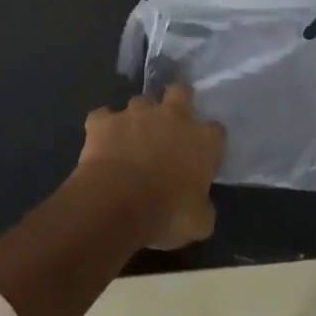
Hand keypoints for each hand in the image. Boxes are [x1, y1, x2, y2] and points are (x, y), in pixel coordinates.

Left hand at [76, 85, 225, 250]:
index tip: (202, 155)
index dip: (209, 141)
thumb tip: (200, 206)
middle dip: (177, 100)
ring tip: (131, 138)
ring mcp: (136, 114)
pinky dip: (102, 127)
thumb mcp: (198, 223)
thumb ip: (203, 207)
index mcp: (202, 141)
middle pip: (180, 92)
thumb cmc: (166, 213)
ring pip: (140, 102)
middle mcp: (172, 117)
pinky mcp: (104, 121)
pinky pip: (102, 117)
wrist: (117, 203)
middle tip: (170, 123)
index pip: (215, 131)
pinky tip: (100, 142)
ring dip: (138, 117)